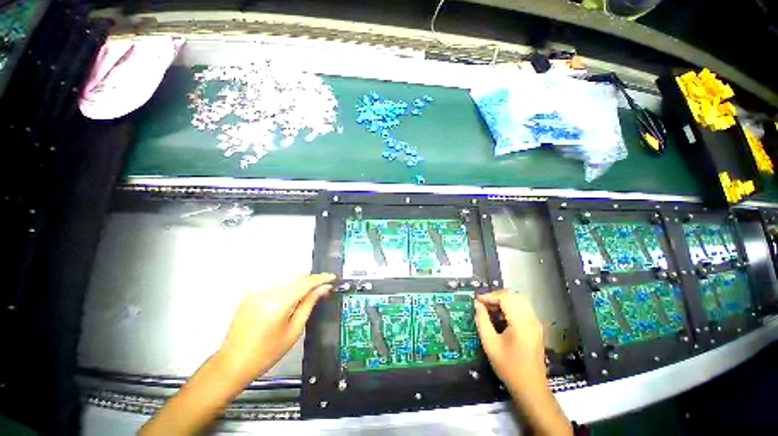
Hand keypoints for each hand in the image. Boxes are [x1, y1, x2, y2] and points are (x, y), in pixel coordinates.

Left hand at [217, 273, 335, 381]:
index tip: (332, 277)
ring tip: (309, 294)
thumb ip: (309, 304)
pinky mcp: (250, 294)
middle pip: (296, 278)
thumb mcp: (294, 331)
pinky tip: (291, 299)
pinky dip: (287, 289)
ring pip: (287, 281)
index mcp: (277, 303)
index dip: (321, 278)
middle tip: (323, 288)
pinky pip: (276, 286)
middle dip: (311, 281)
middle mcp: (266, 292)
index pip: (305, 283)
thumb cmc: (266, 353)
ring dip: (300, 285)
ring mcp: (256, 292)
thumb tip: (323, 289)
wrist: (232, 364)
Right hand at [476, 291, 571, 435]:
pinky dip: (511, 306)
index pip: (505, 298)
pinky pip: (524, 309)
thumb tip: (477, 305)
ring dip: (504, 300)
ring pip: (520, 300)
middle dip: (497, 295)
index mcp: (521, 323)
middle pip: (514, 296)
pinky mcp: (536, 328)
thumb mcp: (490, 344)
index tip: (477, 300)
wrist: (530, 388)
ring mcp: (536, 324)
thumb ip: (482, 321)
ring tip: (490, 307)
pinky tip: (501, 315)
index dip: (490, 296)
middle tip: (483, 302)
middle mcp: (531, 320)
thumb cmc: (508, 367)